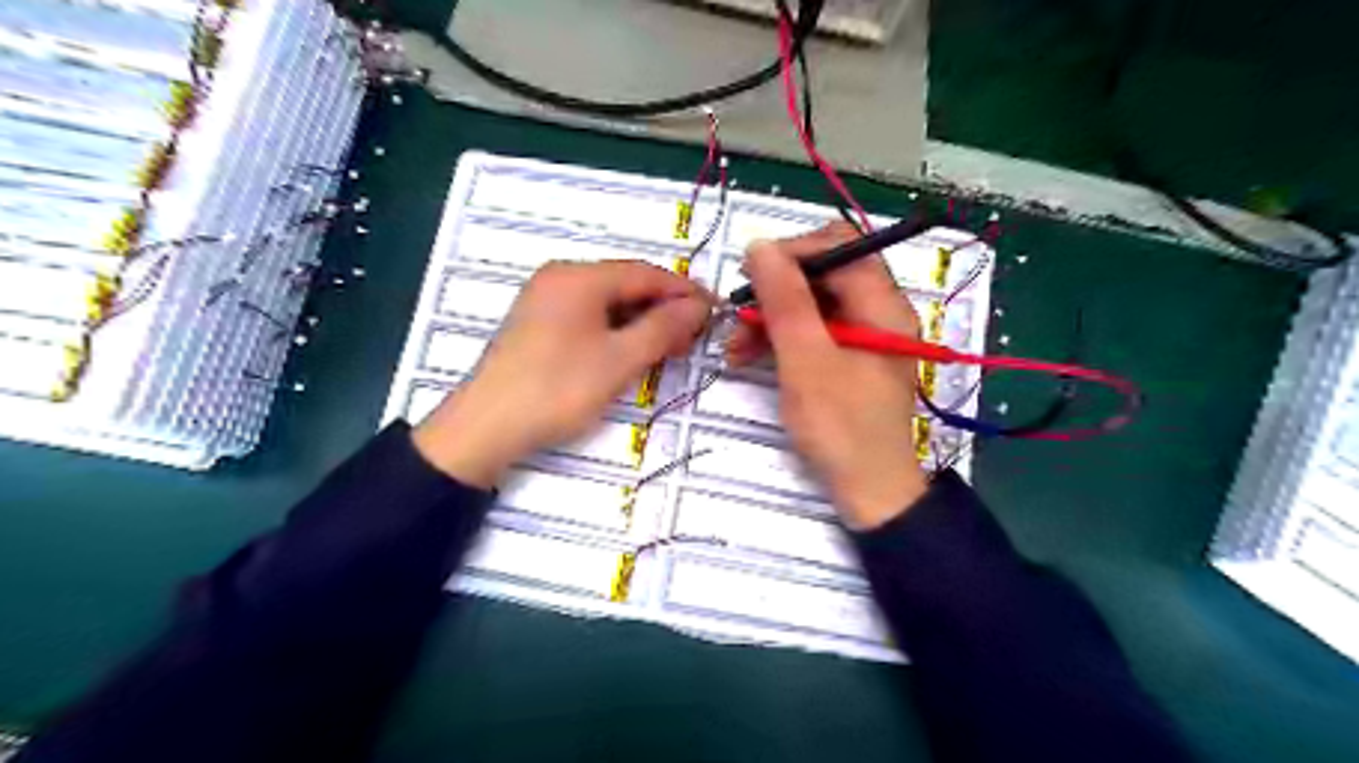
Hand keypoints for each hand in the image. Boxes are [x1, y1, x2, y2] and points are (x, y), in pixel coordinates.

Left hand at [415, 263, 711, 487]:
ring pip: (608, 302)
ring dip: (641, 321)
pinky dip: (616, 330)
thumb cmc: (558, 389)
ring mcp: (545, 299)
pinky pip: (589, 316)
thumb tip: (699, 306)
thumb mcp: (620, 359)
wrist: (487, 427)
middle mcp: (561, 277)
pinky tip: (633, 350)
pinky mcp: (538, 323)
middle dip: (663, 308)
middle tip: (695, 335)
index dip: (684, 291)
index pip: (645, 273)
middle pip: (626, 284)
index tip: (715, 311)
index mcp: (579, 276)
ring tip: (670, 346)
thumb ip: (663, 327)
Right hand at [728, 222, 928, 527]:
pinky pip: (811, 332)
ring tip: (733, 348)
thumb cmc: (841, 427)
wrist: (868, 491)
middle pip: (823, 275)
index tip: (749, 273)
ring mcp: (863, 336)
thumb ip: (785, 300)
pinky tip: (748, 358)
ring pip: (811, 305)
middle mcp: (878, 311)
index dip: (792, 252)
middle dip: (775, 291)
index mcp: (882, 304)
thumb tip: (760, 245)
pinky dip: (780, 340)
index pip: (839, 247)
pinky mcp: (848, 358)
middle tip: (737, 315)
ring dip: (770, 318)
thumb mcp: (806, 360)